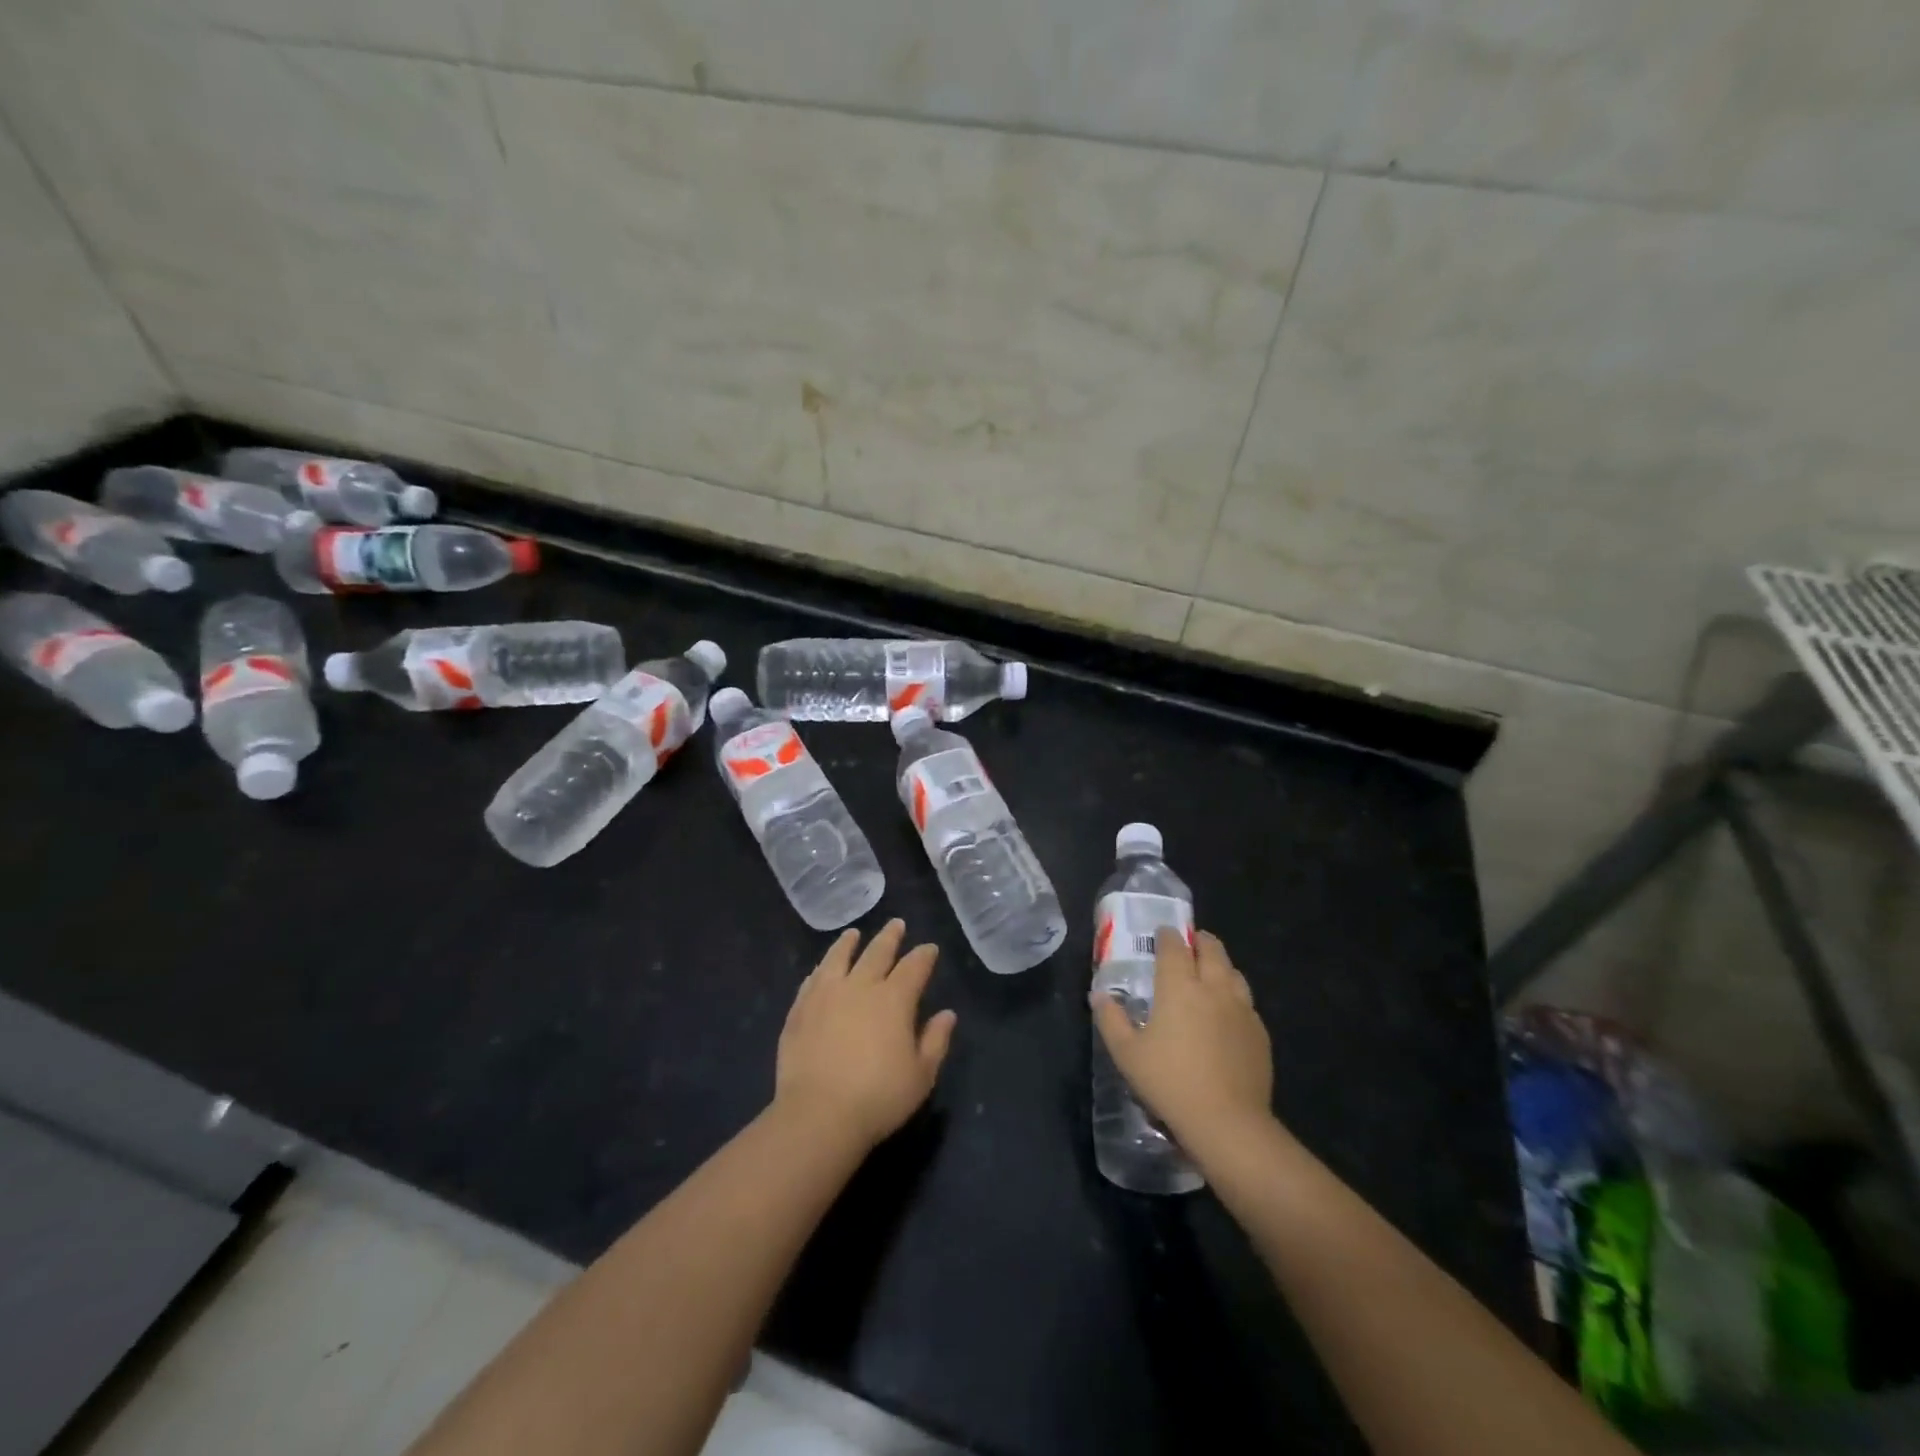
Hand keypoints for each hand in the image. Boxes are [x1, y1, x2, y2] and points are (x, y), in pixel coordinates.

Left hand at [775, 920, 956, 1151]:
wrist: (818, 1114)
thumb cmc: (878, 1097)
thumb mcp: (921, 1075)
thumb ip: (936, 1040)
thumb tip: (947, 1014)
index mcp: (894, 999)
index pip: (914, 967)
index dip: (924, 955)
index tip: (929, 948)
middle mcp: (861, 986)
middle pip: (877, 952)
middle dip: (890, 937)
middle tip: (897, 924)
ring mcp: (826, 995)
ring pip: (839, 957)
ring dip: (849, 943)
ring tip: (853, 933)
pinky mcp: (800, 1010)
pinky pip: (812, 980)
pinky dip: (821, 969)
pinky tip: (821, 969)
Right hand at [1091, 929, 1273, 1159]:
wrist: (1228, 1122)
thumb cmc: (1170, 1083)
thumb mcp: (1127, 1054)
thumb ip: (1111, 1020)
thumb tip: (1099, 995)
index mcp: (1179, 986)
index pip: (1174, 945)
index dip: (1167, 935)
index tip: (1161, 934)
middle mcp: (1213, 987)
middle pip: (1211, 948)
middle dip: (1199, 941)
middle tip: (1188, 946)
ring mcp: (1241, 1009)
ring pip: (1233, 972)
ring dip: (1220, 965)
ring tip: (1209, 975)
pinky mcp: (1259, 1032)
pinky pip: (1246, 1002)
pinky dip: (1234, 997)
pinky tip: (1227, 1015)